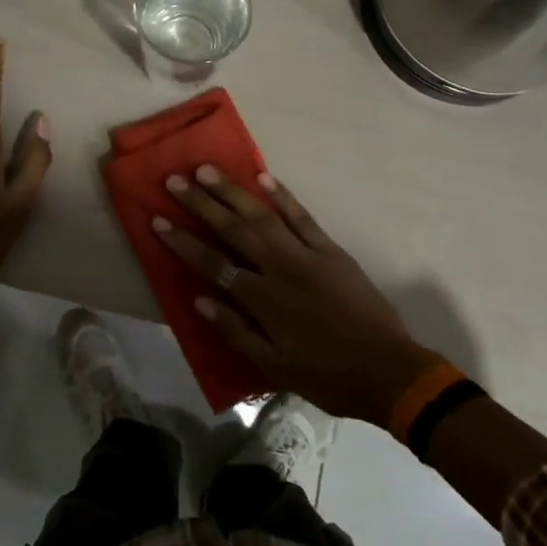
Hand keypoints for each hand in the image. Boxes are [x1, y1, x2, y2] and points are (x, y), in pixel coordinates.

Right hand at [155, 166, 445, 424]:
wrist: (388, 370)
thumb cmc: (327, 375)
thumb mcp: (274, 366)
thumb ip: (234, 331)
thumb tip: (199, 299)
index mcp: (263, 299)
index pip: (213, 264)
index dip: (183, 242)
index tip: (158, 220)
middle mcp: (280, 268)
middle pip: (233, 229)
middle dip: (201, 204)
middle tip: (175, 180)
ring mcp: (307, 254)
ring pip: (263, 215)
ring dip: (233, 191)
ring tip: (208, 170)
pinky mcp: (330, 249)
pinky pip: (302, 216)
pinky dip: (283, 196)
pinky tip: (264, 178)